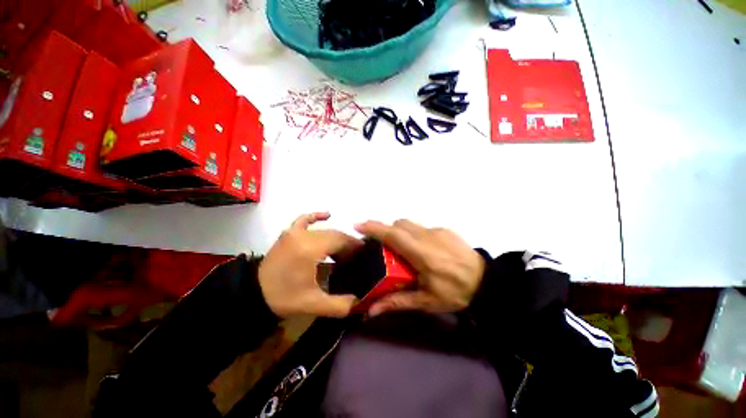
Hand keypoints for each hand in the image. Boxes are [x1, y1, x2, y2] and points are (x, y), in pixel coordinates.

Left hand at [259, 212, 362, 317]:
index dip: (354, 246)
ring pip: (324, 230)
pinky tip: (327, 215)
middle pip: (334, 235)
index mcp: (310, 249)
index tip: (364, 255)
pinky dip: (316, 216)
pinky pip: (304, 219)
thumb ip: (341, 304)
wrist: (254, 294)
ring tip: (344, 251)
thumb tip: (362, 300)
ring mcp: (294, 232)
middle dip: (347, 244)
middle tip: (355, 257)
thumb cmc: (284, 298)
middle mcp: (304, 235)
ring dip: (336, 238)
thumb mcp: (314, 305)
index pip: (340, 241)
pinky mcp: (288, 233)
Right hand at [355, 220, 485, 315]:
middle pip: (400, 224)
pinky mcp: (445, 229)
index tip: (358, 224)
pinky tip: (422, 250)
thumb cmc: (455, 293)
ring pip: (410, 224)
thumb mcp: (426, 302)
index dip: (375, 228)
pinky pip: (422, 228)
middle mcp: (428, 237)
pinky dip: (414, 235)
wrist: (488, 282)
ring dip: (400, 232)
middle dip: (386, 230)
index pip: (394, 235)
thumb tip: (370, 310)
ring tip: (402, 249)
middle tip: (382, 245)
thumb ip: (397, 302)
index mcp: (423, 254)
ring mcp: (438, 230)